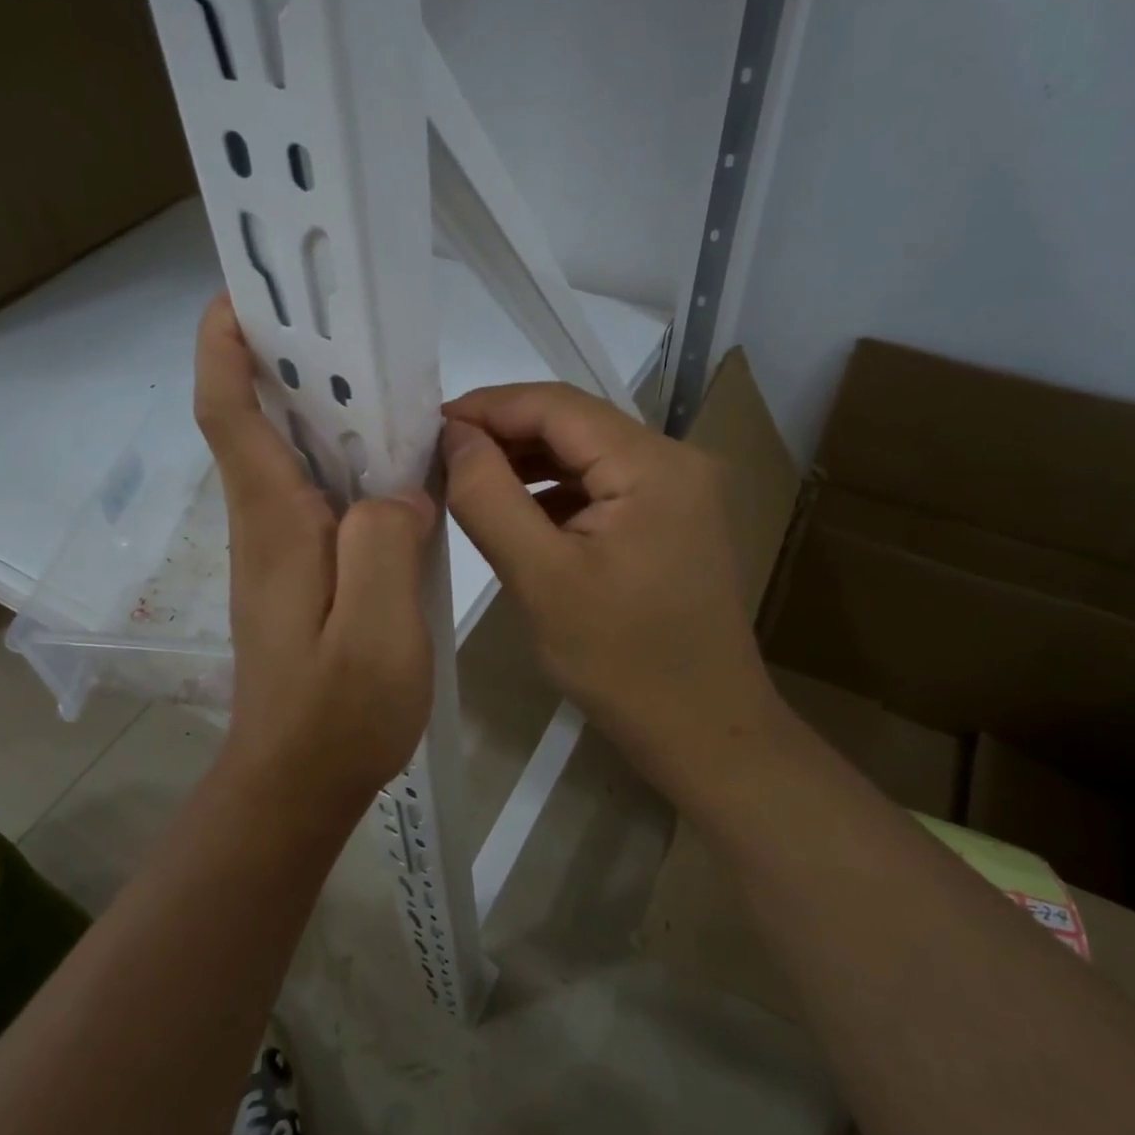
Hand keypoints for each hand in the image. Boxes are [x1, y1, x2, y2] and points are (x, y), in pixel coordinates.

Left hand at [195, 296, 435, 804]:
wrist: (297, 783)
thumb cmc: (337, 712)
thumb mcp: (378, 629)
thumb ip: (386, 543)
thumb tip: (397, 492)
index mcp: (276, 523)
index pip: (230, 416)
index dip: (225, 350)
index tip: (242, 295)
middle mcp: (266, 524)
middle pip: (257, 422)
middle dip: (281, 360)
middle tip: (339, 319)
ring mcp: (280, 550)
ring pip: (289, 456)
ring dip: (317, 407)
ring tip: (379, 379)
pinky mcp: (300, 573)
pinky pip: (317, 495)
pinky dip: (343, 461)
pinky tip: (392, 467)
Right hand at [441, 384, 777, 796]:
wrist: (705, 730)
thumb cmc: (621, 662)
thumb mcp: (541, 578)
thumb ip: (489, 497)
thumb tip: (455, 436)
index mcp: (653, 464)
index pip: (557, 405)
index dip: (488, 407)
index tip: (430, 427)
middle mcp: (676, 460)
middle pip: (575, 424)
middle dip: (505, 435)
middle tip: (440, 457)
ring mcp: (680, 490)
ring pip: (587, 455)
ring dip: (527, 463)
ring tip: (468, 481)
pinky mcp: (673, 519)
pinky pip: (604, 486)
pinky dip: (556, 492)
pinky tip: (519, 513)